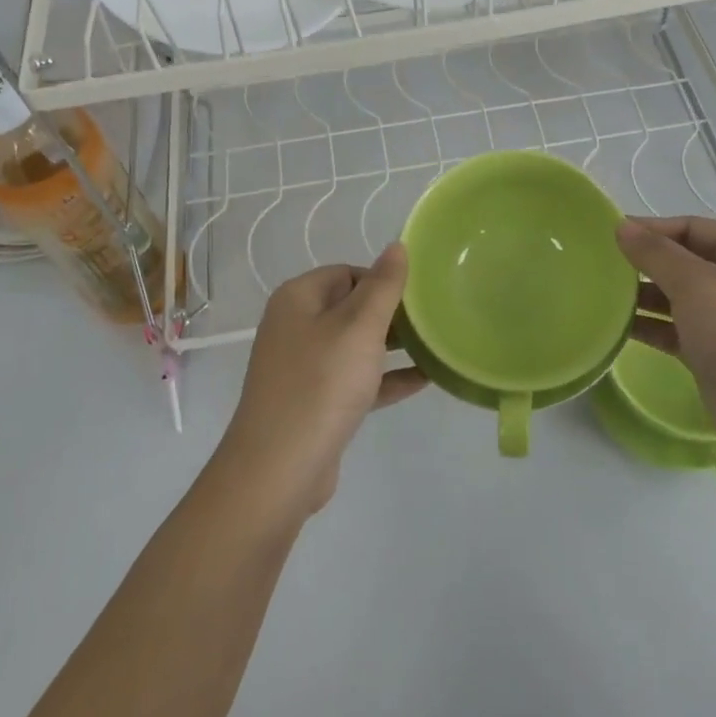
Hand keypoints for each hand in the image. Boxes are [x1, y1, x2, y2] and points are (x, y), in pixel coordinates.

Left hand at [217, 245, 426, 519]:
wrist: (279, 470)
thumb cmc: (321, 384)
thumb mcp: (359, 327)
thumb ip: (383, 285)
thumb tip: (396, 245)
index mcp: (299, 299)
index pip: (348, 272)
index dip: (383, 280)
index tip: (419, 296)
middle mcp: (296, 327)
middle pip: (352, 307)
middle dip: (392, 313)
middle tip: (434, 319)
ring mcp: (304, 367)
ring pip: (356, 345)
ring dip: (393, 346)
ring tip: (436, 344)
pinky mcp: (316, 403)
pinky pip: (357, 379)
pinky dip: (385, 378)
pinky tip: (424, 379)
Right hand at [616, 217, 715, 460]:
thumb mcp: (696, 285)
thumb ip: (656, 253)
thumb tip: (622, 227)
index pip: (692, 227)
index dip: (651, 228)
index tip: (608, 236)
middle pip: (686, 260)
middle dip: (646, 262)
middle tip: (600, 266)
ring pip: (680, 297)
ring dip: (645, 295)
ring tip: (603, 296)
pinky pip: (679, 329)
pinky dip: (653, 326)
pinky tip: (620, 327)